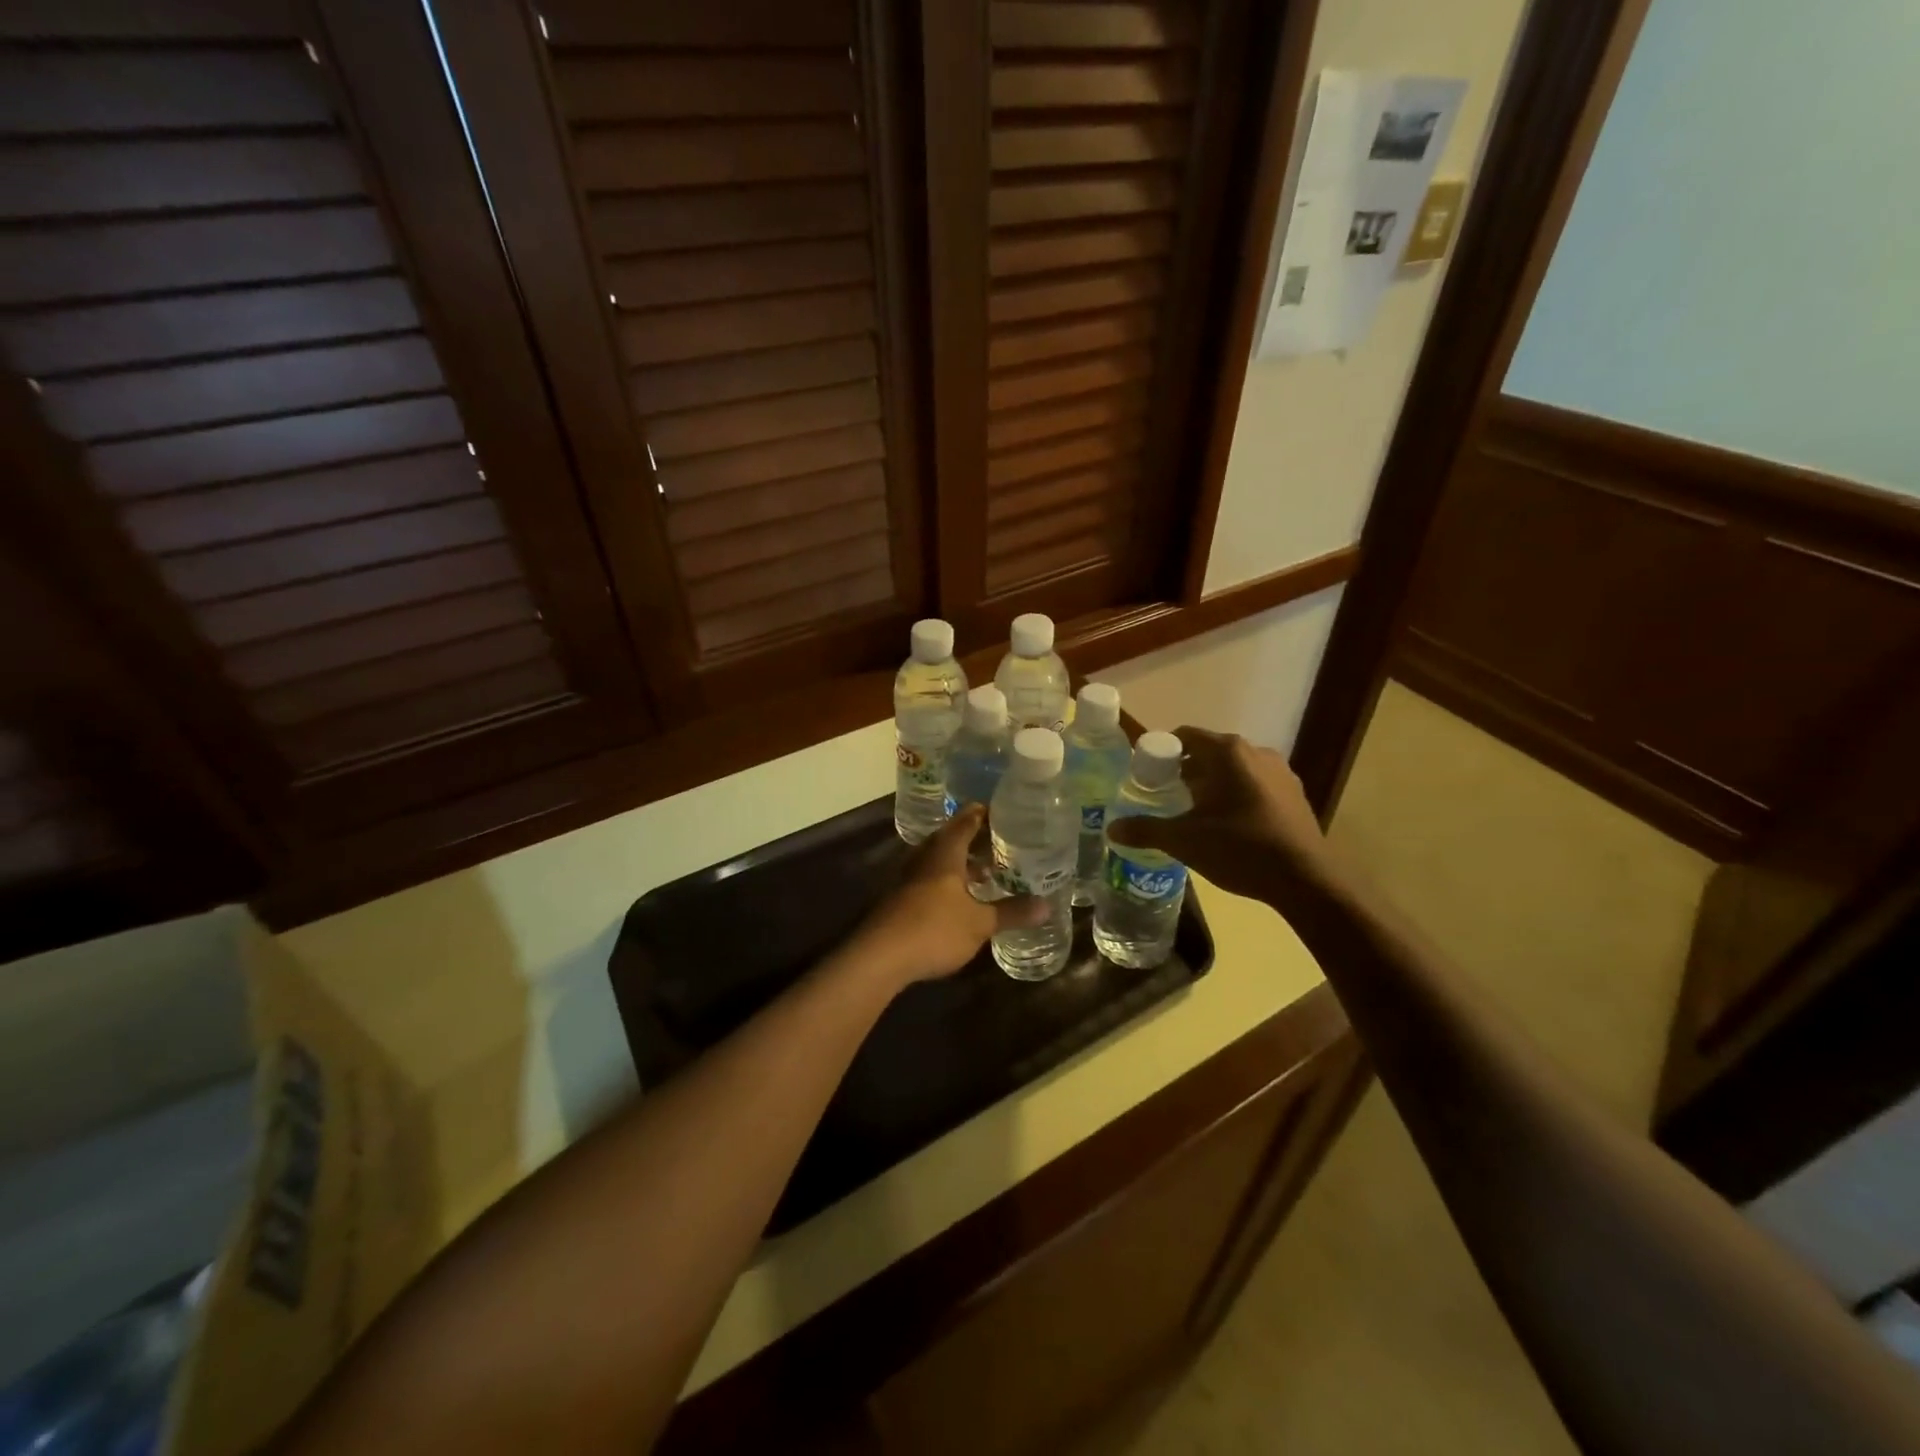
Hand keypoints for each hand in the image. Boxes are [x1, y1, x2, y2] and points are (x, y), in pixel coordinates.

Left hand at [851, 807, 1045, 988]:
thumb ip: (1011, 913)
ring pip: (937, 862)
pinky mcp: (899, 901)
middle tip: (995, 841)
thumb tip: (1045, 905)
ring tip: (983, 871)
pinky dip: (947, 883)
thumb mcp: (979, 923)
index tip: (998, 810)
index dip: (980, 815)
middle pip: (948, 840)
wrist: (880, 957)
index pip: (964, 824)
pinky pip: (928, 881)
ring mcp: (908, 880)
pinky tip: (959, 899)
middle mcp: (924, 860)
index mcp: (944, 855)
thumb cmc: (934, 929)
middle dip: (971, 840)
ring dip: (959, 864)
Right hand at [1104, 727, 1336, 909]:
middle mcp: (1255, 752)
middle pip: (1209, 753)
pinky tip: (1229, 827)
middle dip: (1185, 772)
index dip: (1161, 753)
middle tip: (1164, 798)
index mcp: (1227, 752)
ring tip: (1195, 815)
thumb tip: (1112, 828)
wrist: (1306, 880)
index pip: (1184, 736)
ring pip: (1234, 770)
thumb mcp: (1185, 841)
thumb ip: (1146, 830)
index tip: (1146, 776)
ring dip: (1212, 785)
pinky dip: (1237, 797)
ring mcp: (1281, 772)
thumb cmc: (1240, 849)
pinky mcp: (1295, 795)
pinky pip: (1255, 786)